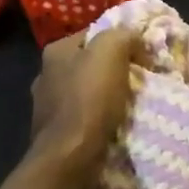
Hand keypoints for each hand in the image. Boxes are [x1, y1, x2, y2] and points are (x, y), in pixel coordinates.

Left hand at [28, 27, 140, 187]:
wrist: (70, 156)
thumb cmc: (89, 99)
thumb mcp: (111, 51)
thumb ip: (123, 35)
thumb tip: (135, 40)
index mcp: (56, 51)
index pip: (94, 33)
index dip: (121, 39)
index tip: (142, 54)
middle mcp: (46, 74)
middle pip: (90, 62)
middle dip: (114, 69)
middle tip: (140, 78)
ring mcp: (47, 105)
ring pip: (86, 90)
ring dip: (107, 95)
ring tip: (131, 104)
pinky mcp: (55, 131)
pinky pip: (84, 115)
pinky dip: (99, 117)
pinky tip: (114, 124)